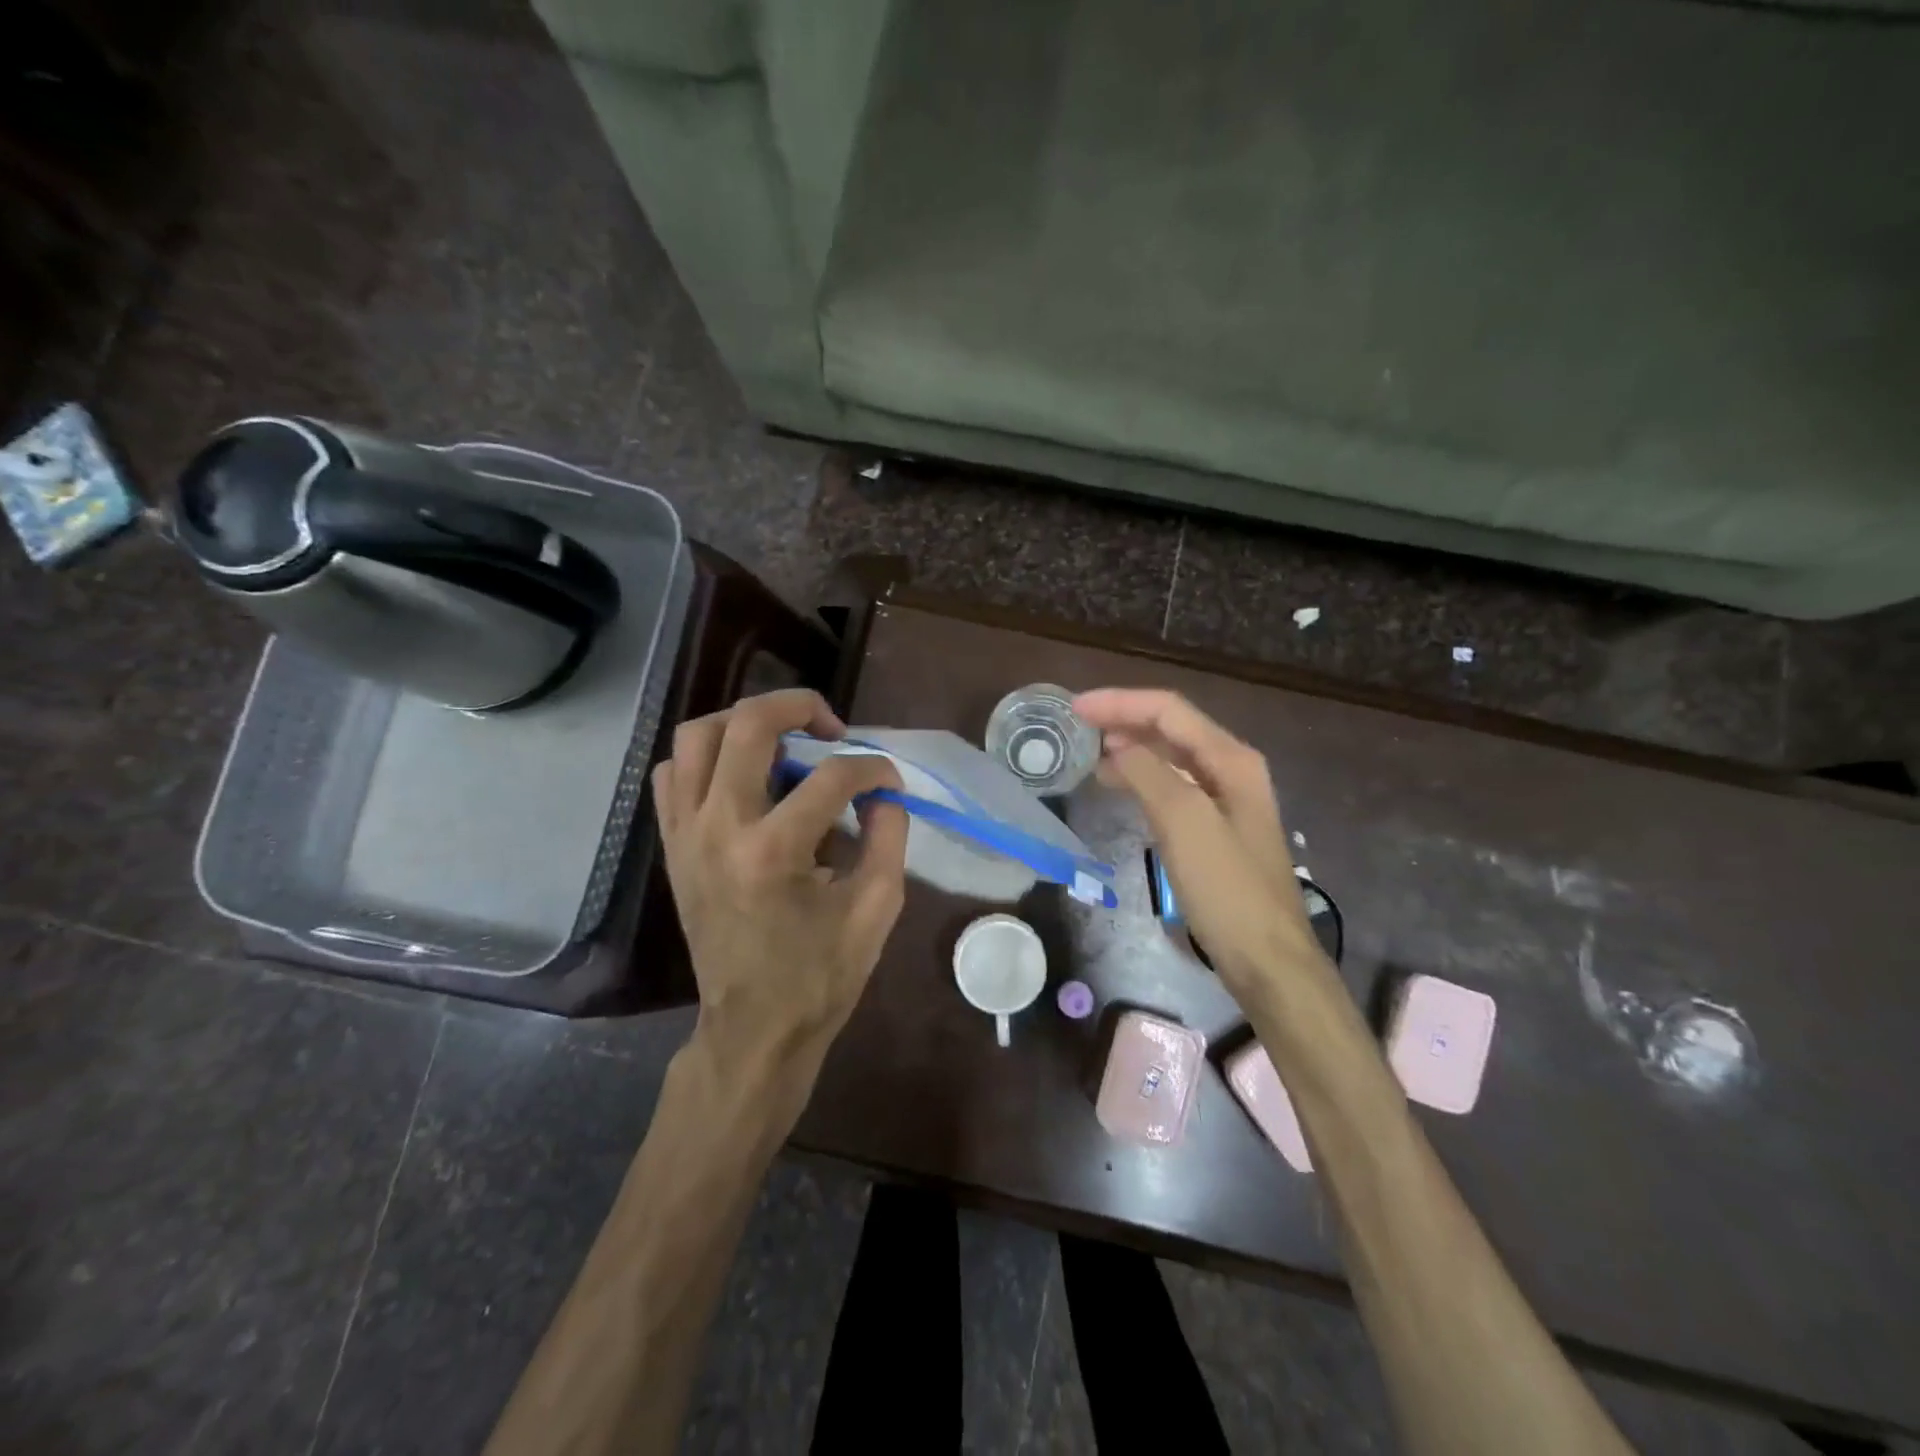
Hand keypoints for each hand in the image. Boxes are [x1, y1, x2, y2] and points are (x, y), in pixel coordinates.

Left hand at [653, 689, 909, 1077]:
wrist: (752, 1030)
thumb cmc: (820, 977)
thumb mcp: (877, 909)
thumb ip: (890, 837)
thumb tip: (884, 793)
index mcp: (773, 850)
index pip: (833, 776)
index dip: (874, 769)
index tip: (890, 783)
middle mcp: (718, 828)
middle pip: (747, 725)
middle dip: (799, 706)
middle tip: (831, 726)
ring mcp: (685, 834)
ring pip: (697, 736)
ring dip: (743, 723)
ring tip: (782, 742)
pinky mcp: (672, 846)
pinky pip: (673, 774)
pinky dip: (706, 758)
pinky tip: (740, 776)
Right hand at [1073, 688, 1324, 993]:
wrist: (1266, 958)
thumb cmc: (1226, 888)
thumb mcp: (1184, 822)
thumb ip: (1148, 773)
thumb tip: (1115, 745)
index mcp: (1231, 759)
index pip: (1169, 710)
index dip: (1120, 702)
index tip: (1075, 708)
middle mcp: (1230, 769)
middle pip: (1170, 728)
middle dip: (1123, 720)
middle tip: (1076, 728)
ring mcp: (1224, 800)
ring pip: (1170, 757)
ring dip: (1130, 748)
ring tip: (1088, 753)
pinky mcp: (1214, 829)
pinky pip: (1171, 787)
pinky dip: (1141, 778)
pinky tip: (1117, 786)